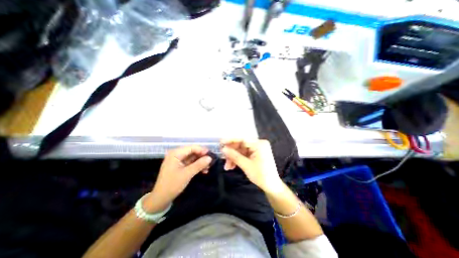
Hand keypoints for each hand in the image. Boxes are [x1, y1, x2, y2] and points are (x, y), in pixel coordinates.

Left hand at [146, 146, 212, 212]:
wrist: (161, 198)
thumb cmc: (172, 185)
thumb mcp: (187, 174)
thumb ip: (199, 165)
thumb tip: (210, 158)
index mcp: (175, 154)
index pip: (191, 148)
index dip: (202, 150)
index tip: (211, 155)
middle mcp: (176, 154)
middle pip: (192, 152)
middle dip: (202, 157)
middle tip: (211, 162)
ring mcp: (178, 160)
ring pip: (192, 158)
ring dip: (200, 162)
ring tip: (208, 167)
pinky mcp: (179, 166)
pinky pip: (190, 163)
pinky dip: (197, 166)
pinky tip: (204, 171)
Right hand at [221, 139, 283, 193]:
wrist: (271, 186)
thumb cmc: (261, 176)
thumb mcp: (246, 165)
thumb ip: (234, 156)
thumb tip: (223, 149)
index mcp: (259, 144)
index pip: (242, 139)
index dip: (230, 140)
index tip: (221, 143)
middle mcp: (259, 144)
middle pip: (241, 145)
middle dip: (231, 152)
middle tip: (222, 157)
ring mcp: (257, 148)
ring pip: (241, 150)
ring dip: (233, 157)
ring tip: (227, 167)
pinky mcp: (256, 153)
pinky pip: (244, 154)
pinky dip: (238, 159)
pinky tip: (232, 166)